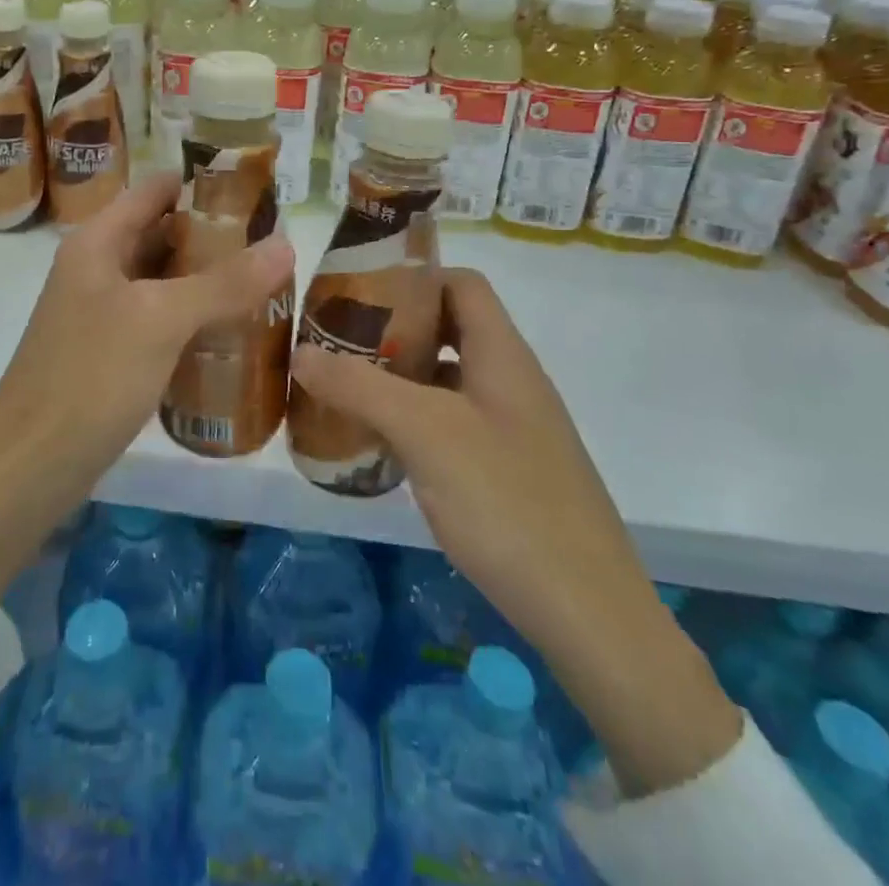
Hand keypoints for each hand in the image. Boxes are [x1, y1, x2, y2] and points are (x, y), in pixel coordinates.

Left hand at [0, 172, 293, 596]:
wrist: (30, 467)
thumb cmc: (90, 377)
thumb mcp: (160, 321)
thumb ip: (224, 282)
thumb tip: (287, 243)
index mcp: (98, 242)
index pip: (155, 190)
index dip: (203, 185)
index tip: (259, 194)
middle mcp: (98, 267)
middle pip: (163, 233)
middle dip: (216, 236)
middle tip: (275, 244)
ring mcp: (103, 312)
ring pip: (164, 280)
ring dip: (209, 278)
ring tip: (267, 282)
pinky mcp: (112, 352)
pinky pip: (161, 319)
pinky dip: (195, 317)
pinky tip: (235, 331)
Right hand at [289, 268, 739, 797]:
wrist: (587, 612)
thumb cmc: (506, 500)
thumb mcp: (425, 433)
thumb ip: (360, 387)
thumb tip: (301, 351)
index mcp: (502, 355)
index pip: (461, 284)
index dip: (414, 275)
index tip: (359, 288)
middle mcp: (510, 381)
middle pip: (449, 329)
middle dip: (393, 329)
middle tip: (335, 340)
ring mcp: (511, 429)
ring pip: (446, 381)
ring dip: (398, 378)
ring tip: (343, 388)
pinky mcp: (505, 471)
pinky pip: (450, 425)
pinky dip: (412, 421)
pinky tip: (377, 445)